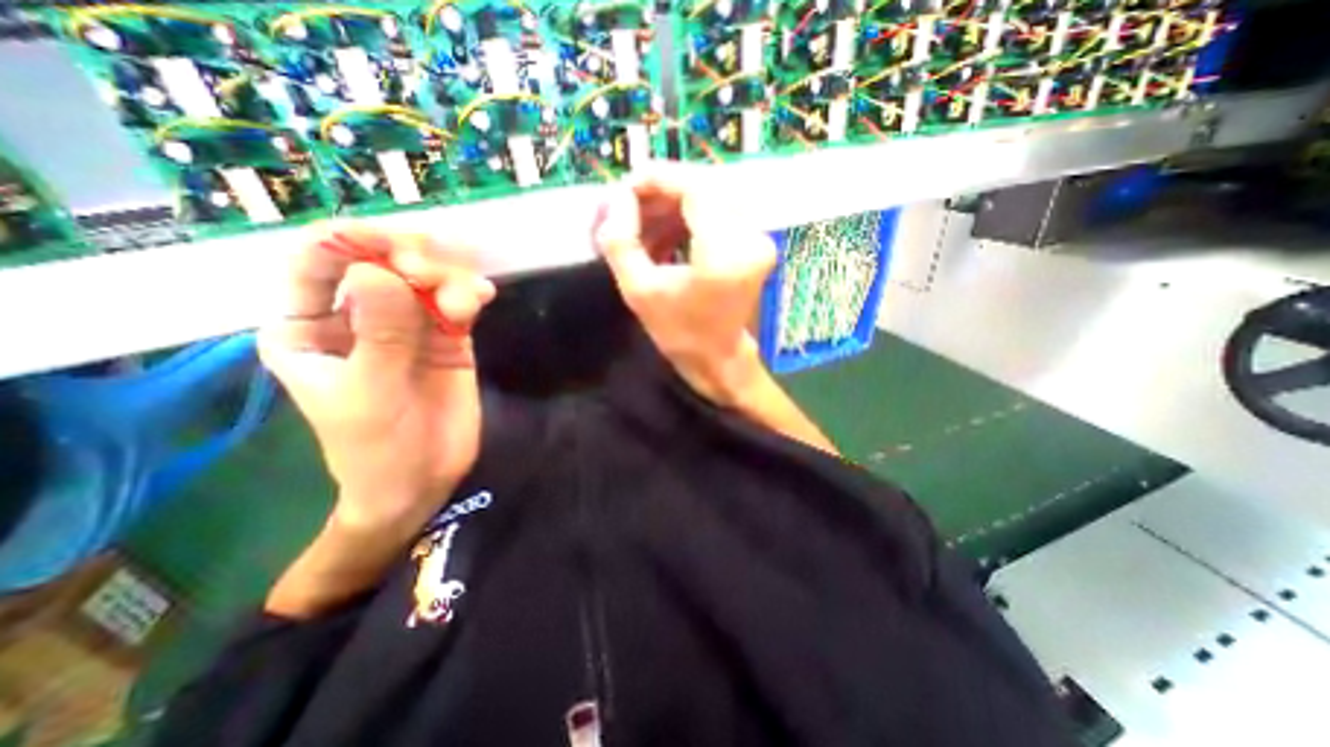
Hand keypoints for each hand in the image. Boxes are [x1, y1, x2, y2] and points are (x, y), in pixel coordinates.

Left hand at [257, 224, 494, 531]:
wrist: (423, 478)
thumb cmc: (376, 446)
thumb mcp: (370, 394)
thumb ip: (378, 335)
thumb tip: (378, 271)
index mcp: (311, 327)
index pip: (315, 265)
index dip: (346, 243)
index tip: (386, 241)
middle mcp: (360, 317)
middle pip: (380, 263)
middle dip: (407, 259)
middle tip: (430, 274)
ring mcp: (409, 326)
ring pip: (425, 279)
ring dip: (447, 277)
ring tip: (467, 297)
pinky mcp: (449, 337)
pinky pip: (458, 303)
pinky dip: (470, 293)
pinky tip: (483, 297)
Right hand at [596, 166, 780, 407]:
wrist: (718, 359)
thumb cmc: (679, 333)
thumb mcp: (638, 291)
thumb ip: (620, 242)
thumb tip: (615, 198)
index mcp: (724, 253)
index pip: (695, 188)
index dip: (659, 179)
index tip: (626, 188)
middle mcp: (751, 239)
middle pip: (705, 189)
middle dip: (662, 193)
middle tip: (630, 210)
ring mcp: (759, 240)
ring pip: (711, 199)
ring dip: (673, 207)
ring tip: (643, 230)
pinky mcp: (756, 244)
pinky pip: (719, 214)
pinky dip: (689, 219)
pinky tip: (664, 237)